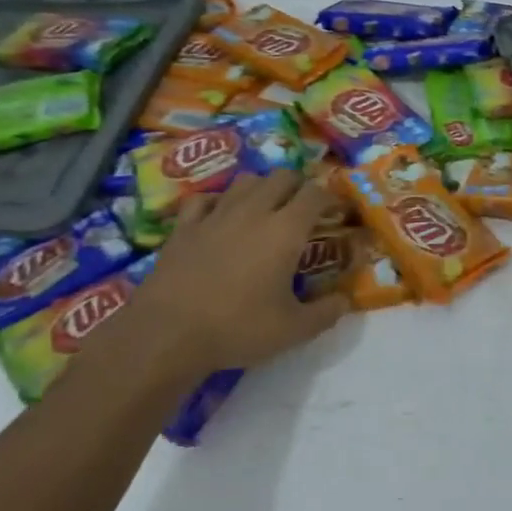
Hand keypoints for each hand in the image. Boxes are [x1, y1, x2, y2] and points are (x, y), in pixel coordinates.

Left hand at [93, 170, 352, 385]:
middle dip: (299, 186)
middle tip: (305, 209)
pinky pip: (205, 199)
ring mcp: (215, 216)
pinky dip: (219, 202)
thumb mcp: (293, 330)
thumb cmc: (237, 328)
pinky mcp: (184, 227)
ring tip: (267, 208)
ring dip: (262, 188)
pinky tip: (220, 216)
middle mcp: (253, 212)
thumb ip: (326, 313)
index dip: (331, 197)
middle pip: (282, 176)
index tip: (338, 211)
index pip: (315, 194)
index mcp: (285, 230)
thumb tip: (345, 301)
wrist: (166, 334)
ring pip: (246, 181)